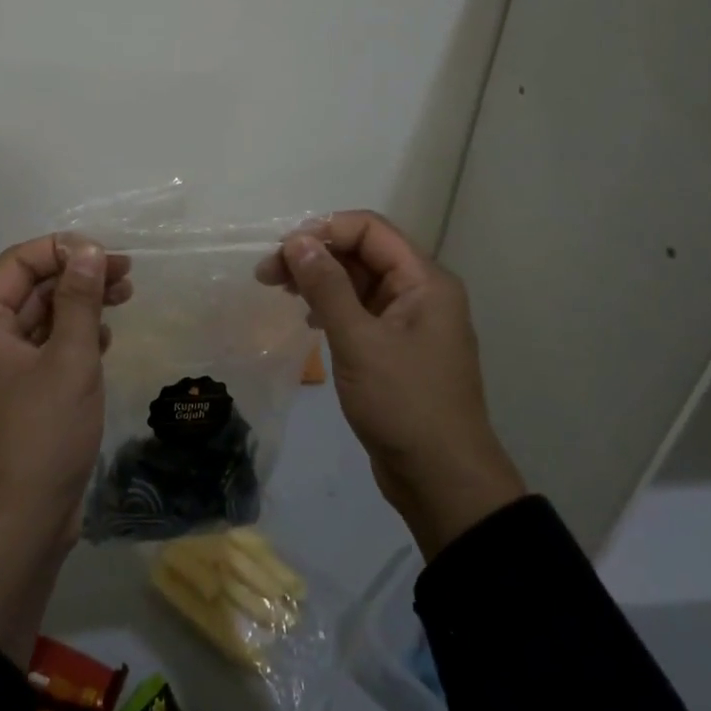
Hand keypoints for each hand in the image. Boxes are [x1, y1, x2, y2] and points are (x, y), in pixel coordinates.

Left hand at [0, 234, 130, 664]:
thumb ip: (79, 298)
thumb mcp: (70, 358)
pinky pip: (40, 351)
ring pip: (38, 320)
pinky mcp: (11, 397)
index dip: (63, 250)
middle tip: (126, 275)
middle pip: (29, 289)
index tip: (108, 256)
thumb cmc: (42, 435)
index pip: (18, 263)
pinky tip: (103, 341)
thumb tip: (86, 249)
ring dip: (79, 307)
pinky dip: (70, 339)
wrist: (18, 527)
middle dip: (77, 277)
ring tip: (123, 299)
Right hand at [258, 211, 524, 559]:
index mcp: (424, 281)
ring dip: (319, 280)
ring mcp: (409, 322)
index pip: (370, 229)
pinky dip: (331, 306)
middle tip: (267, 274)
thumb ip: (327, 286)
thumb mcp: (359, 341)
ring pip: (358, 281)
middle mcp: (420, 292)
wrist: (443, 481)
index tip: (282, 251)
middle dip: (315, 255)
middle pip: (363, 252)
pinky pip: (360, 311)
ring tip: (278, 290)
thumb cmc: (404, 404)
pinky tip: (308, 318)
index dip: (324, 230)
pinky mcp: (396, 348)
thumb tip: (297, 241)